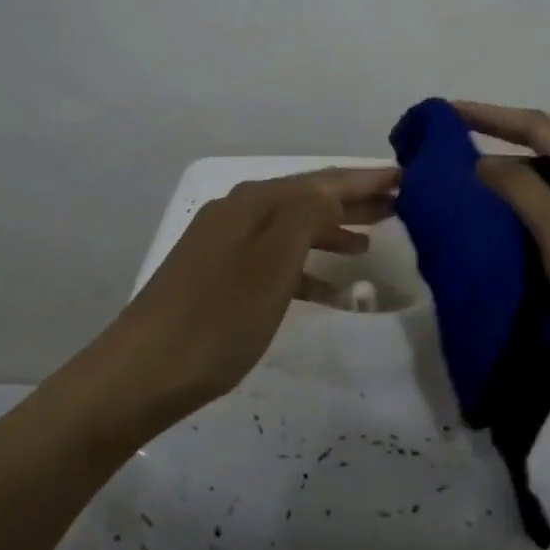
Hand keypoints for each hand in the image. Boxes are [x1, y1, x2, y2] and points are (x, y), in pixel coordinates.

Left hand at [113, 166, 399, 424]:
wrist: (141, 372)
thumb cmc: (218, 318)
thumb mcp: (272, 264)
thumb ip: (307, 216)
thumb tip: (334, 187)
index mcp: (255, 203)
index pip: (322, 180)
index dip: (365, 179)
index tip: (407, 177)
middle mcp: (239, 213)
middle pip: (307, 199)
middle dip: (353, 201)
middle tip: (401, 206)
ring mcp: (225, 245)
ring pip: (292, 230)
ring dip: (331, 231)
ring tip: (371, 242)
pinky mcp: (218, 277)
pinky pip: (274, 262)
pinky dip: (305, 270)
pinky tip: (329, 292)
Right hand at [456, 102, 549, 396]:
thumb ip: (518, 188)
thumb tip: (482, 162)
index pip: (535, 127)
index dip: (491, 115)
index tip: (447, 112)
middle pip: (532, 165)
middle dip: (488, 162)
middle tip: (439, 170)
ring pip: (530, 208)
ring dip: (494, 206)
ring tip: (447, 210)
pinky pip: (534, 245)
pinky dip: (506, 243)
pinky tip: (475, 251)